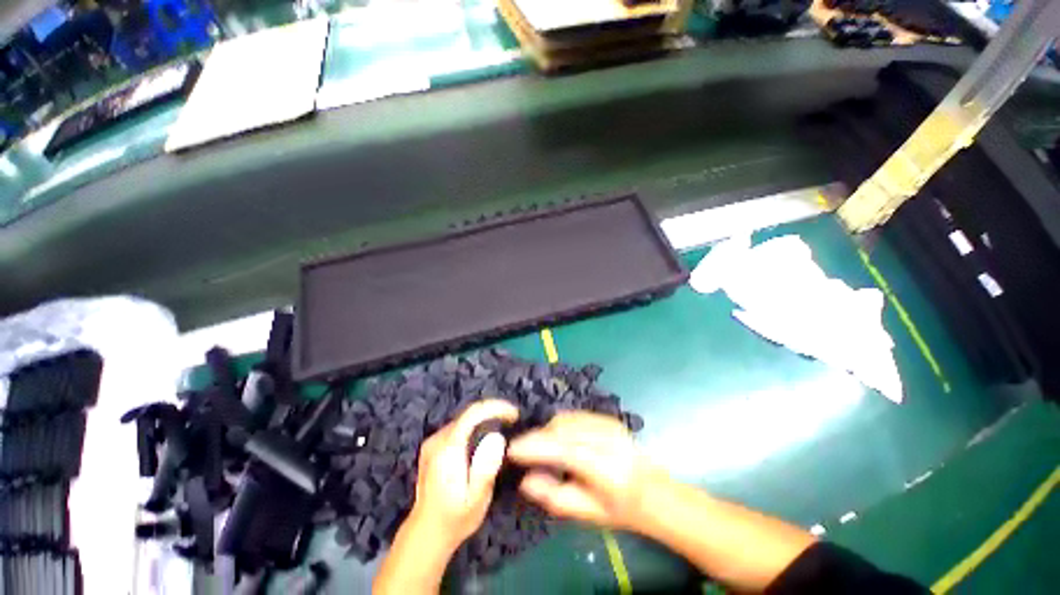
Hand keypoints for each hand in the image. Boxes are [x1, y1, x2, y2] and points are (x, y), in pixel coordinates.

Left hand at [408, 399, 519, 550]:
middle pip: (469, 414)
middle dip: (493, 414)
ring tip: (502, 430)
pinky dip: (474, 428)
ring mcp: (433, 442)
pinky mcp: (433, 447)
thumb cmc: (455, 519)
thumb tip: (497, 437)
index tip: (514, 415)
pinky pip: (458, 428)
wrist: (426, 534)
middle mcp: (438, 440)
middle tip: (512, 423)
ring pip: (464, 419)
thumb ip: (486, 468)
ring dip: (484, 421)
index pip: (473, 414)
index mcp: (448, 450)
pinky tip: (484, 442)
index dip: (496, 407)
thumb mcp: (476, 499)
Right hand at [506, 411, 664, 531]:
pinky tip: (556, 437)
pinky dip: (559, 424)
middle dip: (537, 437)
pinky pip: (574, 415)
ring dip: (547, 430)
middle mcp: (607, 439)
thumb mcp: (587, 513)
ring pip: (566, 419)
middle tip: (521, 451)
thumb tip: (525, 480)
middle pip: (562, 429)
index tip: (512, 450)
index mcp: (605, 467)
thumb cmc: (620, 509)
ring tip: (538, 446)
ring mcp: (608, 424)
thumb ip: (554, 496)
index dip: (535, 447)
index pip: (563, 449)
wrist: (654, 491)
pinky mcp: (607, 418)